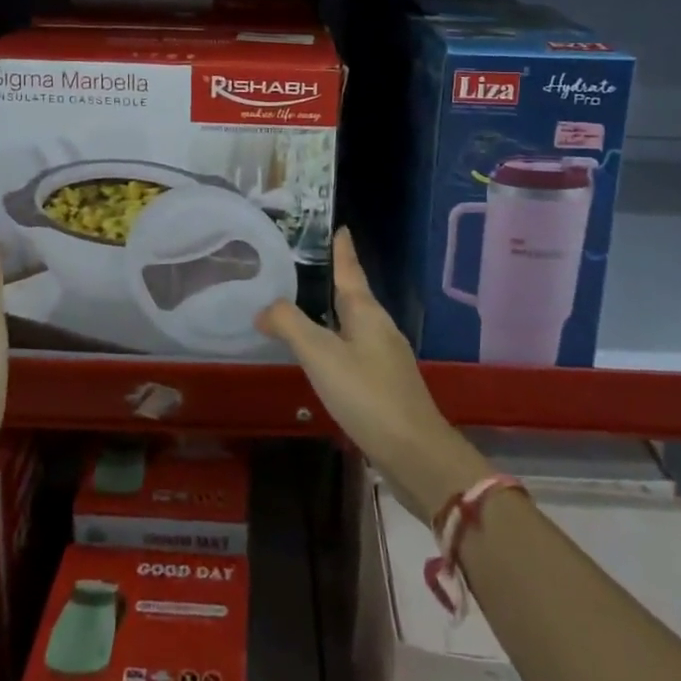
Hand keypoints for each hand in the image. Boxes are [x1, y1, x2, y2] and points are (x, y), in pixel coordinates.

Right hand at [257, 228, 487, 522]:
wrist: (415, 452)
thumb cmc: (367, 394)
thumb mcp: (320, 355)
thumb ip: (290, 324)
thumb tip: (264, 308)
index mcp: (366, 313)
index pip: (350, 271)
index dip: (343, 250)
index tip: (340, 228)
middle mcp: (380, 328)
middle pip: (354, 296)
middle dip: (335, 280)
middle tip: (309, 265)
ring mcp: (386, 358)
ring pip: (355, 325)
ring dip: (334, 314)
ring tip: (308, 308)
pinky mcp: (386, 385)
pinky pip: (356, 351)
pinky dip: (337, 343)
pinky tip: (324, 358)